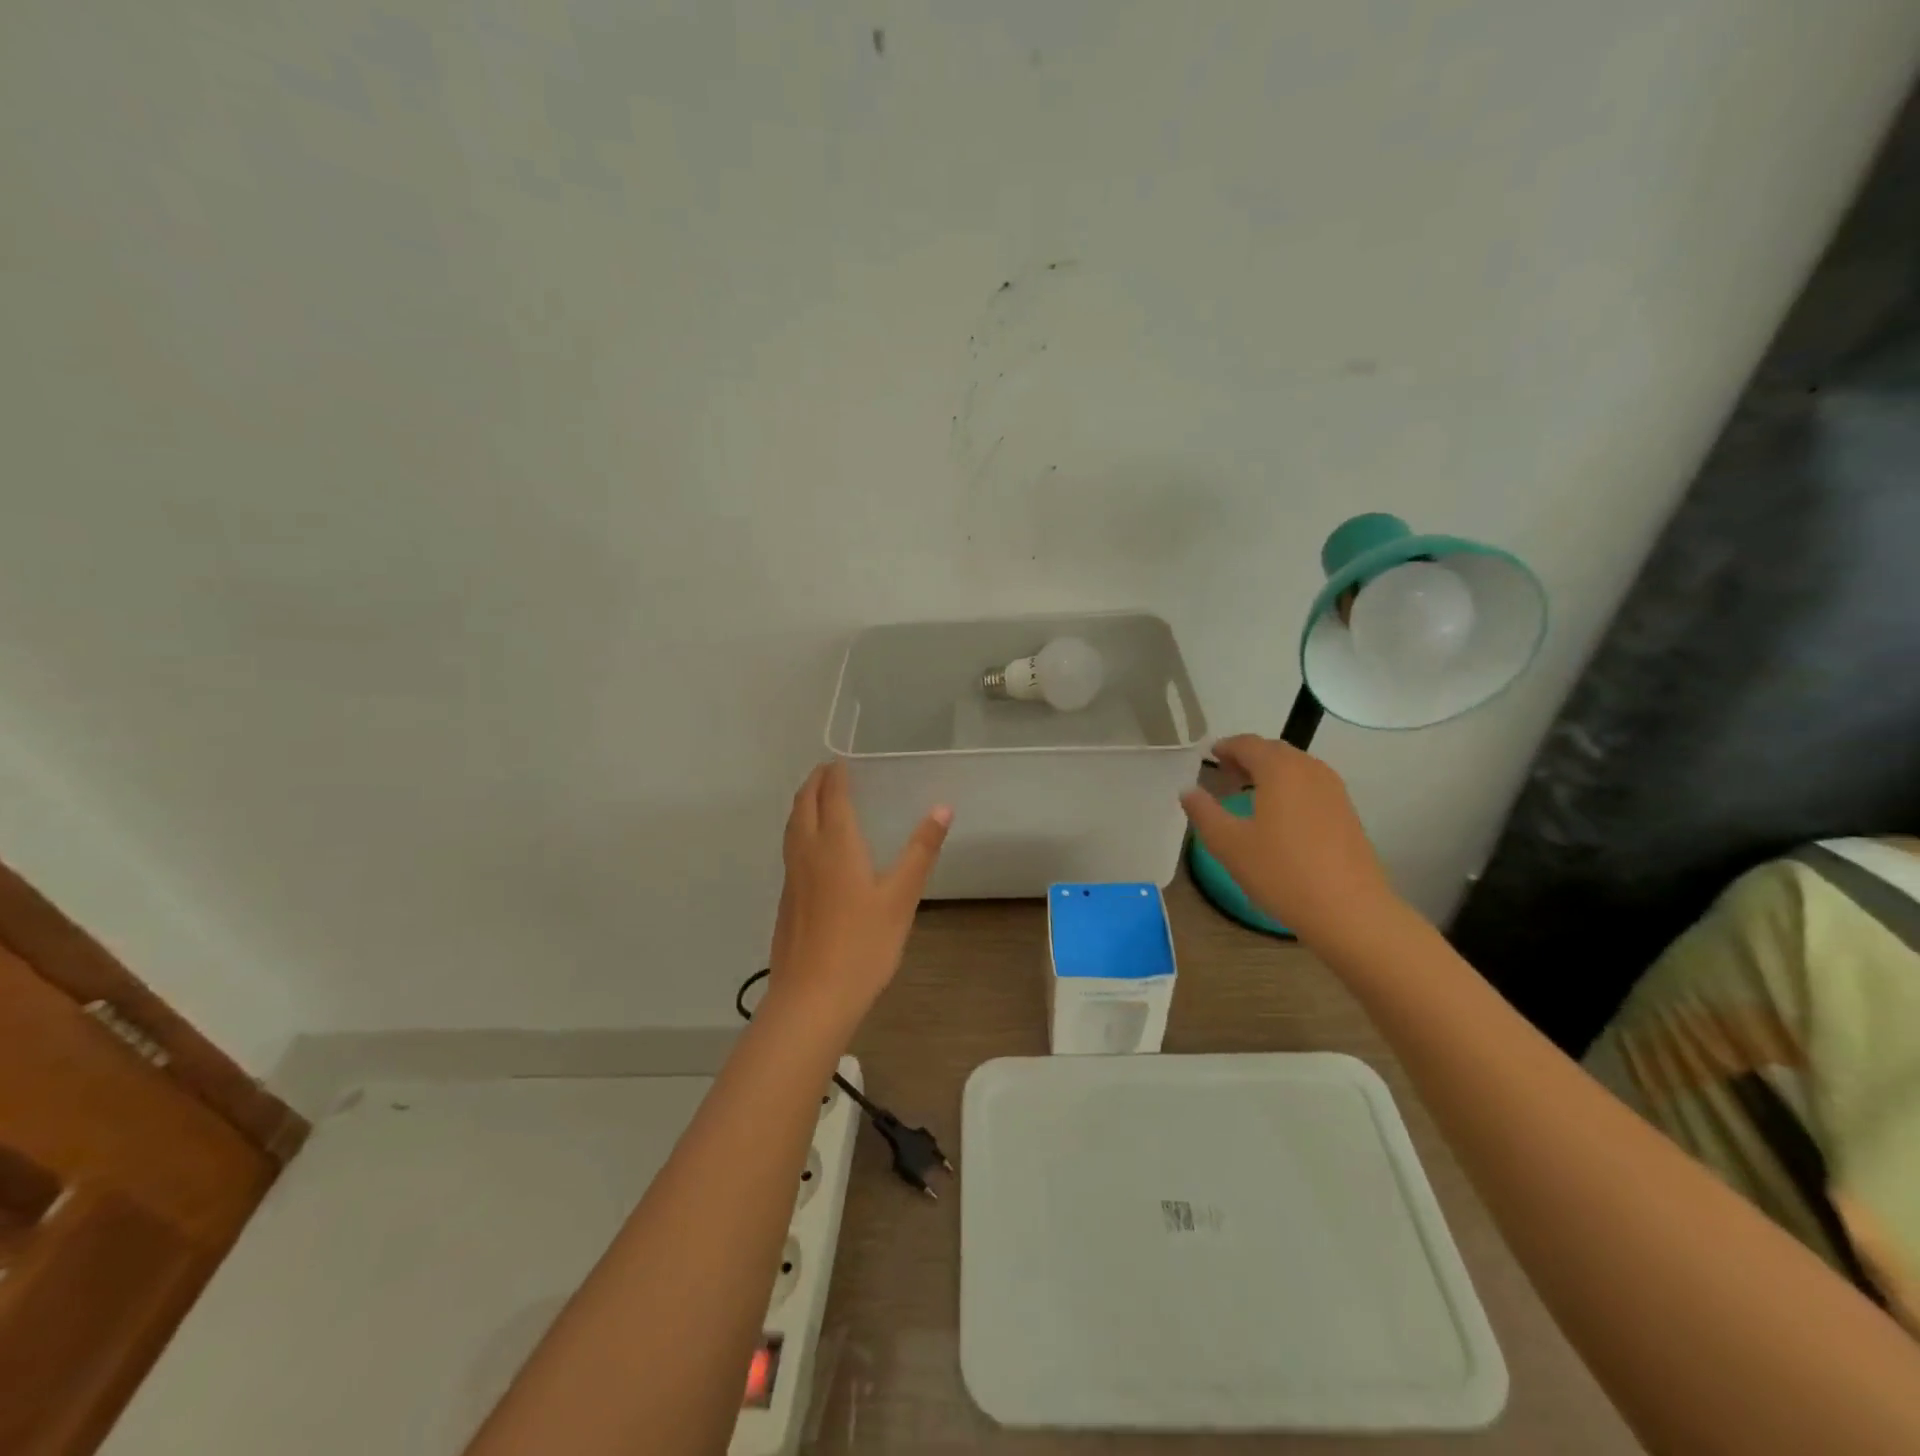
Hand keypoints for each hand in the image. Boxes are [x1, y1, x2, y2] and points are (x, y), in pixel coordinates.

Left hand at [767, 761, 950, 1026]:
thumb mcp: (901, 897)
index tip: (841, 761)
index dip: (835, 775)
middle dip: (814, 783)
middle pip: (803, 805)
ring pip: (791, 827)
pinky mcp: (786, 899)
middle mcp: (807, 852)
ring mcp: (792, 877)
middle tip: (828, 771)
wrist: (813, 997)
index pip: (830, 796)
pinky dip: (799, 830)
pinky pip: (789, 848)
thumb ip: (921, 851)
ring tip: (816, 798)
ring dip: (802, 804)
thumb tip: (942, 808)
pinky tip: (812, 848)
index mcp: (835, 844)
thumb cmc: (863, 944)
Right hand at [1180, 735, 1399, 951]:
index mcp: (1279, 769)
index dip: (1226, 746)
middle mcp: (1309, 769)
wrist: (1349, 910)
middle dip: (1248, 756)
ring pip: (1296, 767)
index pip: (1248, 744)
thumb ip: (1204, 811)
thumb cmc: (1281, 872)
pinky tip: (1280, 814)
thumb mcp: (1228, 844)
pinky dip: (1290, 786)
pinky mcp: (1347, 811)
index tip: (1209, 756)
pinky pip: (1311, 784)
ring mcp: (1333, 790)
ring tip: (1249, 792)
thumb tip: (1188, 790)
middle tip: (1225, 773)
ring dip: (1271, 771)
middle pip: (1274, 751)